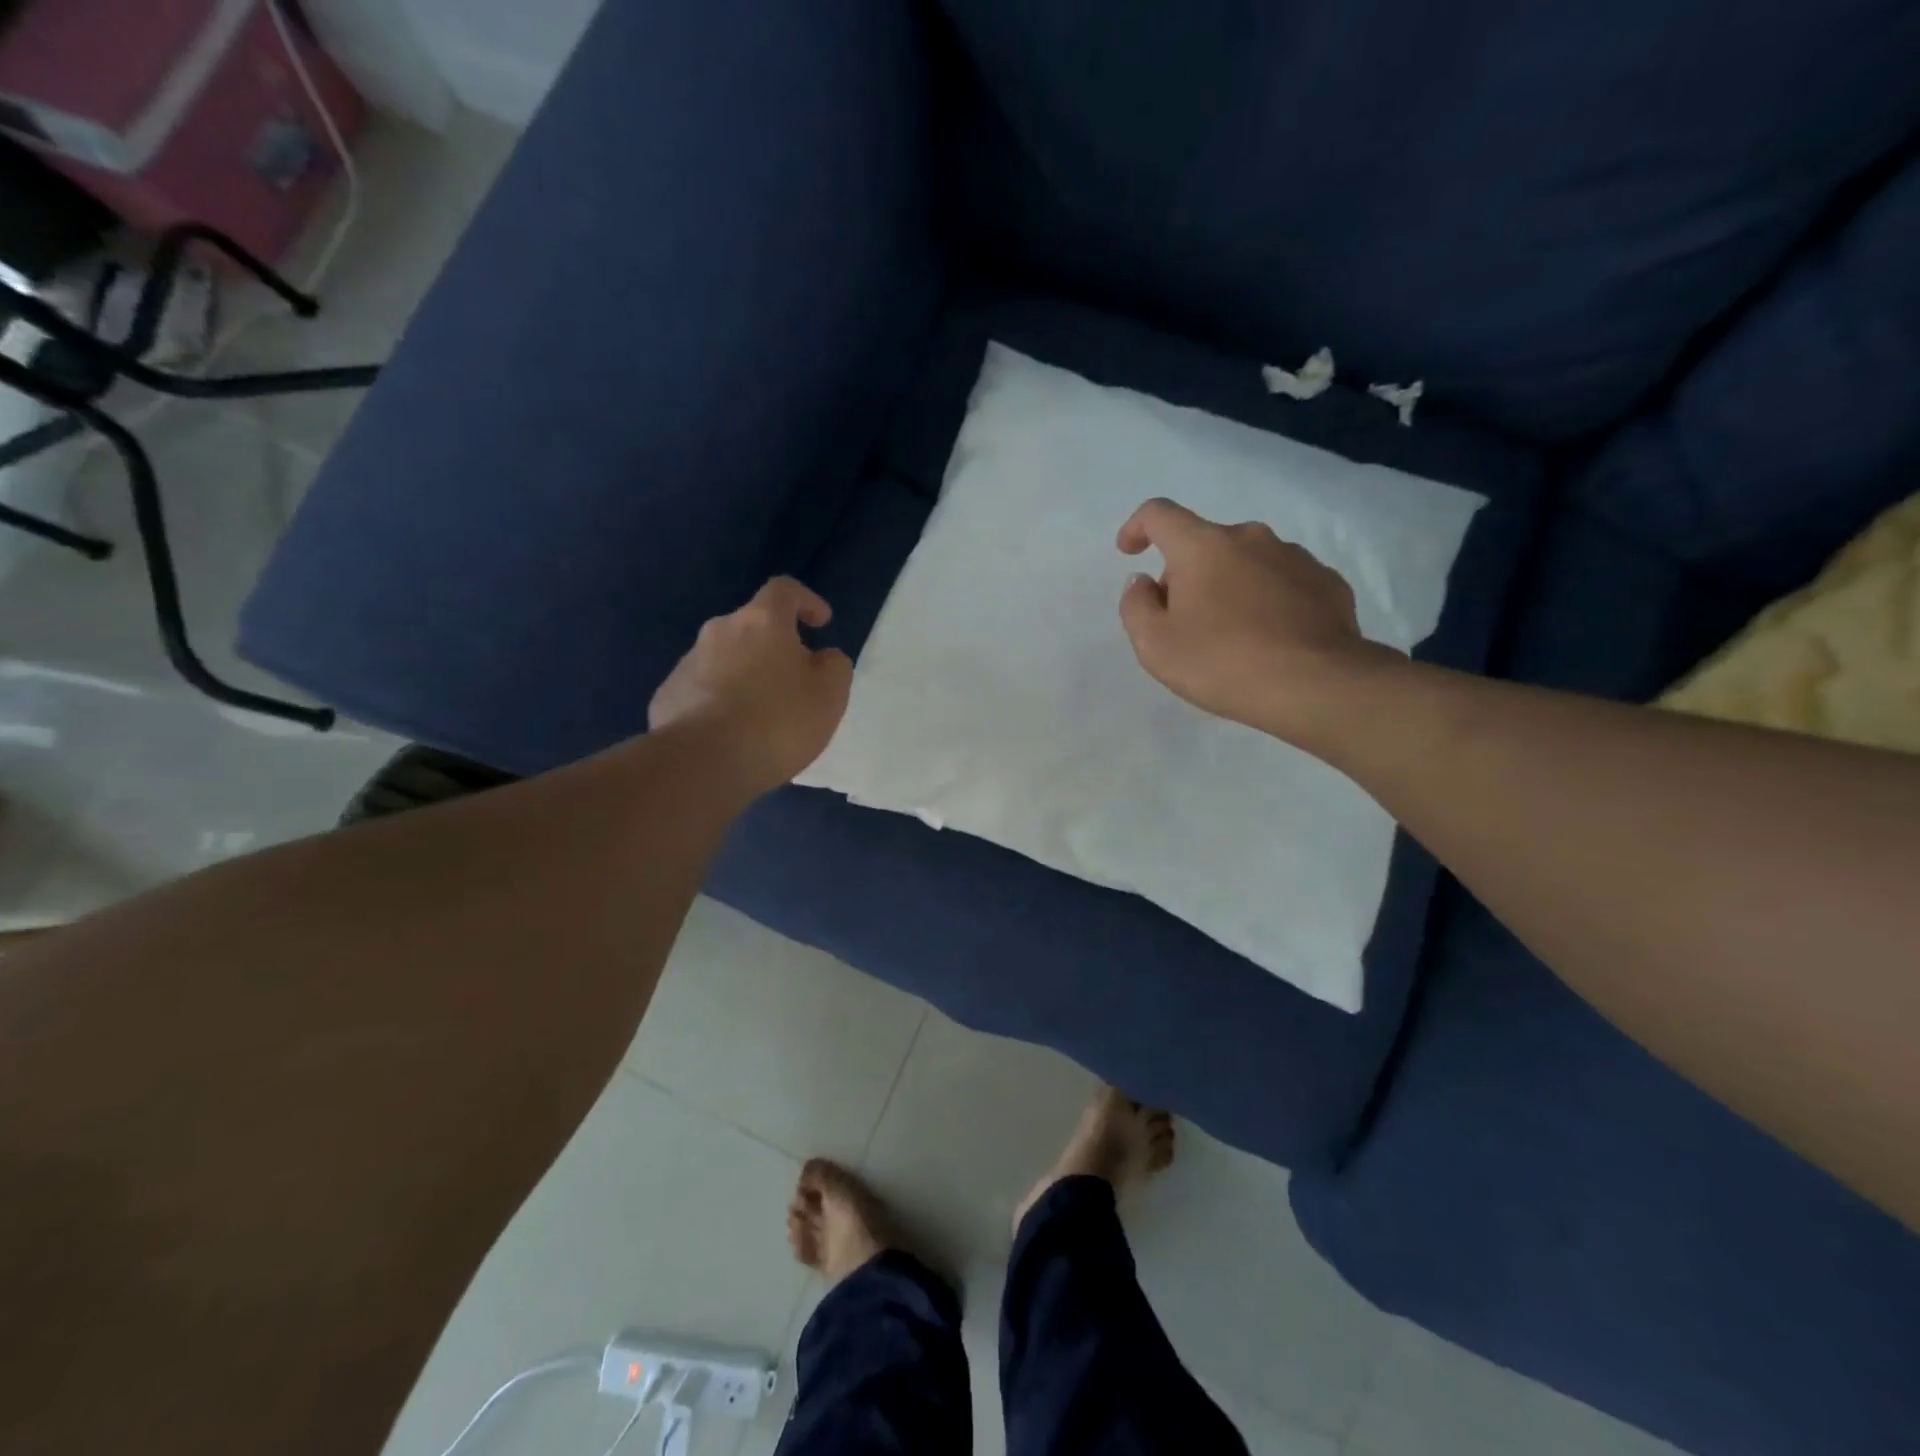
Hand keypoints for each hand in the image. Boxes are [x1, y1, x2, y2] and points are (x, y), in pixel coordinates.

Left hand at [650, 577, 852, 793]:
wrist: (703, 763)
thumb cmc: (778, 721)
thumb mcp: (830, 694)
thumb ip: (833, 665)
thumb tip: (821, 657)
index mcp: (761, 621)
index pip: (784, 590)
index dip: (806, 601)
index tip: (821, 624)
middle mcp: (719, 631)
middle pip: (752, 627)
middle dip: (774, 646)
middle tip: (793, 681)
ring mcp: (687, 663)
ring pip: (725, 659)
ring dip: (745, 675)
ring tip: (761, 715)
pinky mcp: (668, 696)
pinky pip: (703, 690)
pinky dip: (720, 702)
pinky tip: (731, 733)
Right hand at [1116, 498, 1391, 745]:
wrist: (1317, 685)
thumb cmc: (1222, 662)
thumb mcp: (1155, 645)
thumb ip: (1136, 606)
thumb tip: (1143, 582)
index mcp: (1202, 546)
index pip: (1159, 514)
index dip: (1137, 527)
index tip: (1130, 551)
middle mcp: (1250, 537)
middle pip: (1204, 543)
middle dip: (1186, 573)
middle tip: (1183, 622)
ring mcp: (1294, 557)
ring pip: (1246, 562)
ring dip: (1229, 586)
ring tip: (1231, 635)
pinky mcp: (1327, 582)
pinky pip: (1283, 582)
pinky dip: (1267, 600)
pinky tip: (1269, 638)